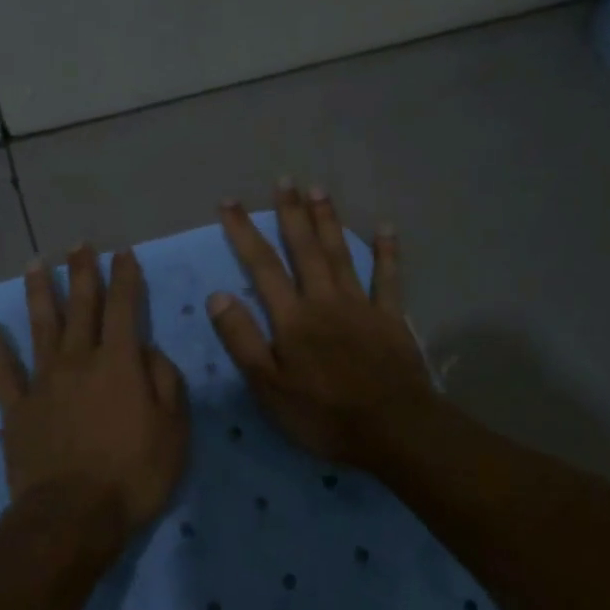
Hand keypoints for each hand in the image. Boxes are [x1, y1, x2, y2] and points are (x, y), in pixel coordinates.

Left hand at [0, 247, 189, 543]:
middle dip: (83, 273)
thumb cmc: (133, 475)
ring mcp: (43, 382)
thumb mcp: (173, 431)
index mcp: (118, 364)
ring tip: (36, 263)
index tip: (123, 254)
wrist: (72, 517)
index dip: (125, 278)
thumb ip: (167, 383)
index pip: (123, 308)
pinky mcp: (17, 408)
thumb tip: (151, 351)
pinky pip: (1, 370)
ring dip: (39, 293)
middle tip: (80, 245)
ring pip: (40, 326)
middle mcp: (78, 361)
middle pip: (81, 307)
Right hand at [207, 186, 436, 469]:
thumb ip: (242, 339)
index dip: (244, 232)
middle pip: (305, 249)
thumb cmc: (322, 414)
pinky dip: (387, 252)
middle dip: (291, 213)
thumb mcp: (268, 386)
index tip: (230, 203)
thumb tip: (217, 296)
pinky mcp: (391, 318)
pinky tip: (385, 227)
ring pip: (341, 254)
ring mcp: (361, 306)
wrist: (392, 429)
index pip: (262, 266)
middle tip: (284, 180)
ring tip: (319, 189)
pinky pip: (388, 278)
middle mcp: (325, 300)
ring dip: (329, 221)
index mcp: (292, 317)